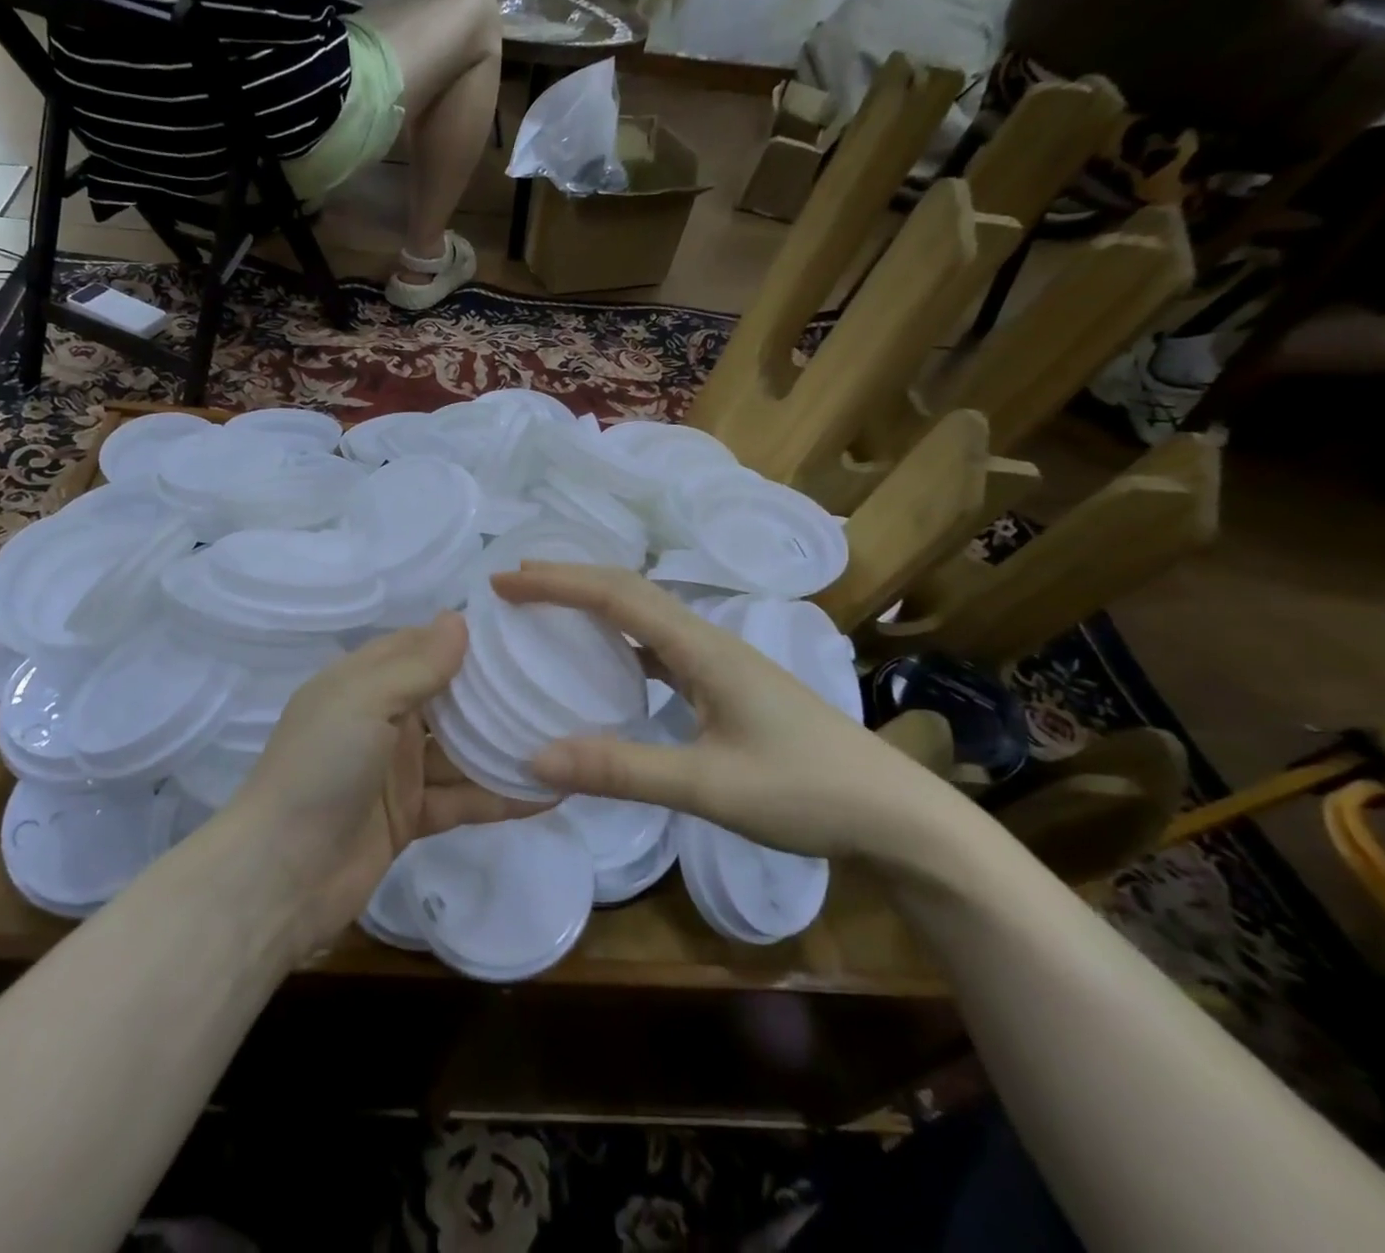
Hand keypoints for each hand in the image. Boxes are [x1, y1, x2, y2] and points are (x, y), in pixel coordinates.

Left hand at [229, 614, 544, 948]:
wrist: (280, 874)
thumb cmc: (320, 767)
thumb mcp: (364, 701)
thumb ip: (416, 665)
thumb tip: (460, 618)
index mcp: (364, 682)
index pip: (421, 646)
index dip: (464, 638)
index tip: (519, 629)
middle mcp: (383, 720)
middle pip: (448, 698)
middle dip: (494, 691)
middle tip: (556, 679)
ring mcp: (398, 771)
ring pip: (462, 750)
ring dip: (504, 745)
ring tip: (567, 732)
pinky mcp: (412, 816)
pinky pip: (464, 799)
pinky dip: (501, 797)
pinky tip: (552, 792)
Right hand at [491, 563, 965, 863]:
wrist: (896, 817)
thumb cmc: (806, 792)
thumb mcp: (708, 785)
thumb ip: (621, 770)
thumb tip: (536, 757)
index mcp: (702, 647)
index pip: (617, 595)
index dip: (557, 582)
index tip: (504, 582)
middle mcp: (708, 641)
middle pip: (628, 591)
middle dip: (568, 581)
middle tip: (513, 585)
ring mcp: (719, 663)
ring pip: (644, 616)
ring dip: (592, 606)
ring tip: (545, 613)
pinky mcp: (725, 687)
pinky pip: (658, 648)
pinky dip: (618, 642)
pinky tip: (603, 665)